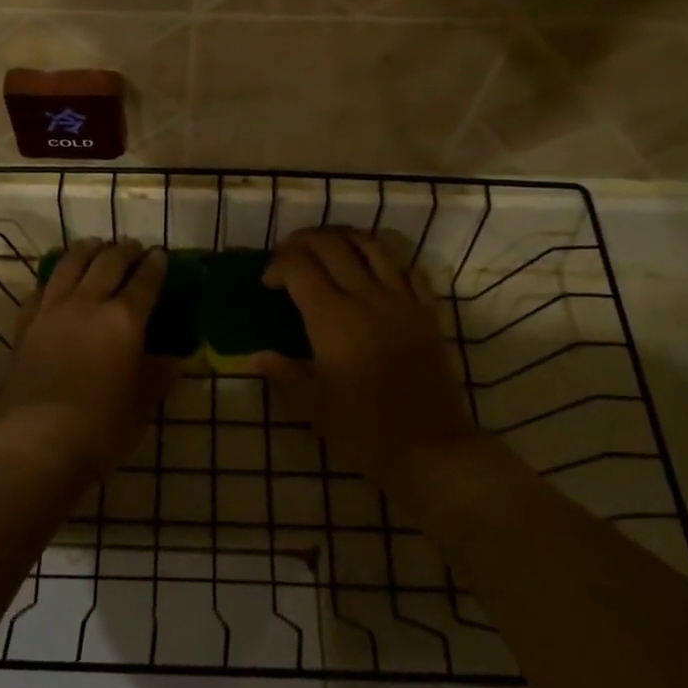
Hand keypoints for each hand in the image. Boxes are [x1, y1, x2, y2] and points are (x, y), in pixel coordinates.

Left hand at [0, 240, 172, 480]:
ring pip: (70, 265)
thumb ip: (157, 375)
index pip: (145, 281)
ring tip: (96, 246)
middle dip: (124, 250)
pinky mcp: (25, 324)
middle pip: (107, 263)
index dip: (156, 265)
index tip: (161, 255)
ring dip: (87, 250)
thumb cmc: (100, 428)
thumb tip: (173, 359)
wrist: (35, 442)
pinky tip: (57, 279)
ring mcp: (52, 311)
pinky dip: (53, 277)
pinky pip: (40, 289)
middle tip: (133, 247)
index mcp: (124, 320)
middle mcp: (88, 304)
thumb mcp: (142, 404)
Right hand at [259, 229, 483, 515]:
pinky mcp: (428, 312)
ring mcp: (401, 300)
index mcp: (331, 317)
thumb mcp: (311, 405)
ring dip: (343, 238)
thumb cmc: (364, 430)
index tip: (269, 284)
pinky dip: (386, 259)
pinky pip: (408, 268)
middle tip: (289, 256)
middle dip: (302, 241)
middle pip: (330, 244)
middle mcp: (365, 296)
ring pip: (371, 245)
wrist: (431, 449)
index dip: (277, 265)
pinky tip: (375, 269)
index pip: (298, 265)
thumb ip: (282, 372)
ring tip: (328, 249)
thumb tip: (256, 355)